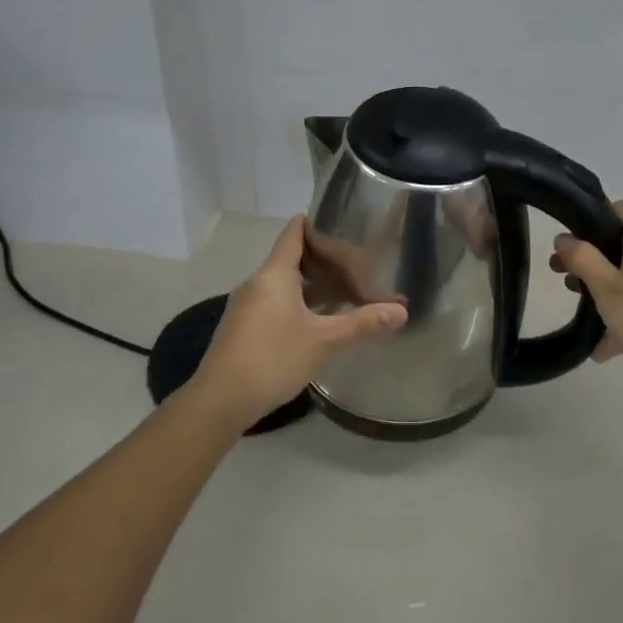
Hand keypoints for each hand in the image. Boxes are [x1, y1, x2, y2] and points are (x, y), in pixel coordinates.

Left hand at [193, 216, 407, 426]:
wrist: (220, 400)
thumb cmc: (273, 359)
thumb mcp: (324, 341)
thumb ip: (363, 323)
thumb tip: (402, 310)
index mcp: (274, 274)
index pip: (294, 233)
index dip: (315, 223)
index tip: (341, 221)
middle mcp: (256, 283)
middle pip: (290, 259)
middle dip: (321, 260)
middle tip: (356, 262)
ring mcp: (245, 306)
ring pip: (282, 284)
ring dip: (310, 285)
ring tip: (342, 291)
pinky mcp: (242, 328)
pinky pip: (273, 303)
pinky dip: (296, 303)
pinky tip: (316, 320)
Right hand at [551, 201, 622, 404]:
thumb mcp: (606, 287)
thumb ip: (582, 259)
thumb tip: (563, 238)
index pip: (619, 209)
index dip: (591, 215)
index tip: (567, 235)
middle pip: (618, 243)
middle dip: (588, 256)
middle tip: (559, 271)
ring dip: (599, 285)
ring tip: (573, 300)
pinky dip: (618, 315)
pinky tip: (597, 345)